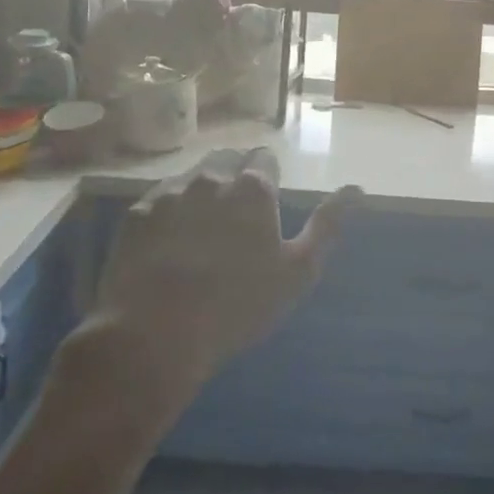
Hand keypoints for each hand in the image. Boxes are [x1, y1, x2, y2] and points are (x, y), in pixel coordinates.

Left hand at [91, 149, 358, 408]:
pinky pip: (161, 197)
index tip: (267, 206)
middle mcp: (211, 177)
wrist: (154, 334)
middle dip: (236, 176)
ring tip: (203, 228)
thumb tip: (356, 188)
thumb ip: (327, 224)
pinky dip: (171, 209)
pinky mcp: (137, 212)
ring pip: (193, 174)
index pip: (265, 158)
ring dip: (203, 188)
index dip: (269, 178)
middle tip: (237, 217)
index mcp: (252, 188)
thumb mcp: (297, 271)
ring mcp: (169, 192)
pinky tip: (170, 242)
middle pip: (228, 158)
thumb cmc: (237, 306)